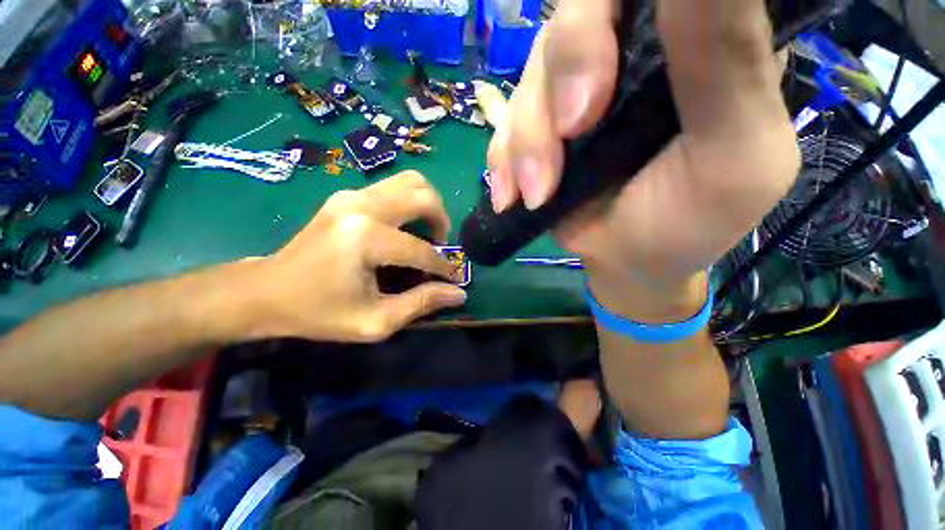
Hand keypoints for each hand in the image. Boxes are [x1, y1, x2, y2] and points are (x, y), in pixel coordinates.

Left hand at [242, 171, 466, 341]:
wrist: (265, 291)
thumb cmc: (318, 312)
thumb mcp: (374, 321)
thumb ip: (421, 304)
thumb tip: (459, 294)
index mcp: (365, 239)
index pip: (421, 249)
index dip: (443, 267)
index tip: (452, 279)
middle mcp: (361, 206)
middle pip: (423, 195)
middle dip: (442, 221)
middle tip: (441, 245)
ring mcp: (351, 195)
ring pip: (410, 182)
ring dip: (428, 206)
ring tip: (427, 233)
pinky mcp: (346, 195)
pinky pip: (392, 187)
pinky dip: (409, 203)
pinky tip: (404, 227)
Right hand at [488, 0, 800, 290]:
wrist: (629, 261)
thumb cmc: (690, 219)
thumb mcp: (733, 149)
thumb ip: (729, 58)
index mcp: (693, 41)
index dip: (604, 13)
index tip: (602, 80)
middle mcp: (628, 52)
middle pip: (571, 19)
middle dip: (559, 80)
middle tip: (569, 134)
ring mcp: (572, 93)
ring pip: (528, 79)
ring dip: (526, 142)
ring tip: (539, 193)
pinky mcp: (537, 130)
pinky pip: (503, 127)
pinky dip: (503, 161)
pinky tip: (512, 196)